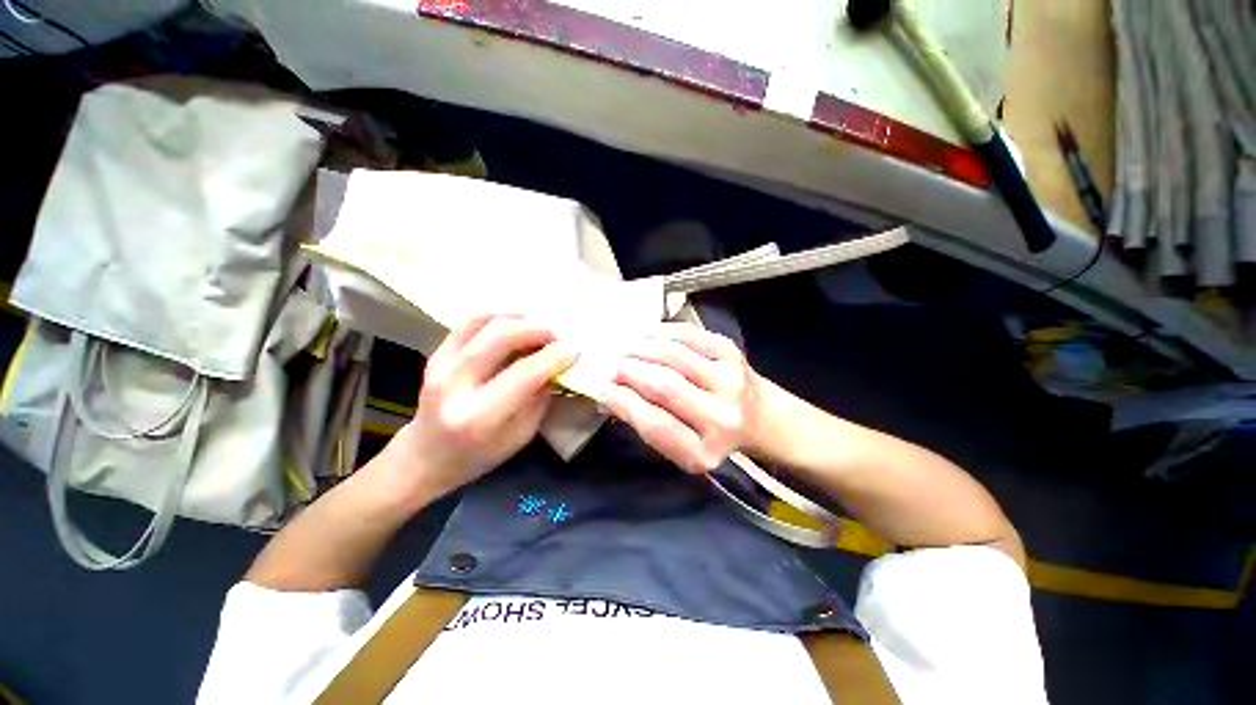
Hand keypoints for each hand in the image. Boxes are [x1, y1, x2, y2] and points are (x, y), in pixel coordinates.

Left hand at [383, 313, 576, 506]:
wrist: (426, 457)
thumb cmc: (479, 455)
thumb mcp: (520, 435)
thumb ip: (540, 398)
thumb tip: (558, 365)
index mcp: (478, 417)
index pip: (524, 374)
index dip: (554, 357)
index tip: (575, 349)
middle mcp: (454, 386)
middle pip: (500, 337)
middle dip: (537, 330)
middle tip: (556, 336)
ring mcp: (439, 365)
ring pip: (482, 321)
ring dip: (517, 317)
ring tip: (537, 327)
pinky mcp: (436, 354)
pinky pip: (469, 321)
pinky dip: (498, 315)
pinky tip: (515, 323)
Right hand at [603, 323, 759, 472]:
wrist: (758, 417)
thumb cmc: (709, 435)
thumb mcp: (679, 445)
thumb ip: (646, 423)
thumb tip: (607, 394)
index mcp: (702, 452)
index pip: (653, 423)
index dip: (622, 401)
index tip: (600, 386)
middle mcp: (721, 418)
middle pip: (664, 385)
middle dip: (629, 370)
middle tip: (611, 363)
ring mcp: (730, 381)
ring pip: (674, 355)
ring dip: (641, 348)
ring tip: (624, 346)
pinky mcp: (733, 353)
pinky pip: (689, 336)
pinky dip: (662, 332)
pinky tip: (646, 334)